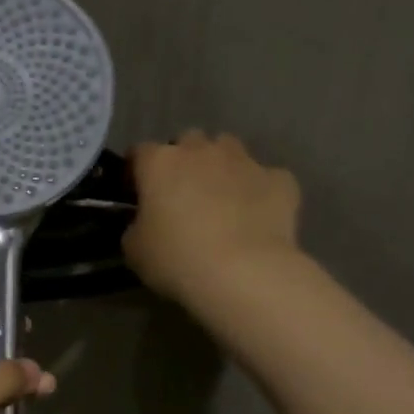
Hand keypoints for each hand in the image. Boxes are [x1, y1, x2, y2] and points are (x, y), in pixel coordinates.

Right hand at [124, 131, 301, 302]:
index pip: (140, 152)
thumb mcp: (134, 249)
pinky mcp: (280, 180)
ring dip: (221, 165)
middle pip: (188, 140)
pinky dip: (259, 190)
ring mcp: (244, 162)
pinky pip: (266, 177)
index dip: (136, 171)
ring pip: (228, 148)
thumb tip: (145, 221)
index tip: (136, 193)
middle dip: (183, 160)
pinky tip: (257, 214)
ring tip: (220, 197)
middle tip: (181, 193)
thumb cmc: (176, 258)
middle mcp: (201, 151)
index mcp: (159, 163)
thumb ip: (136, 225)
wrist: (244, 273)